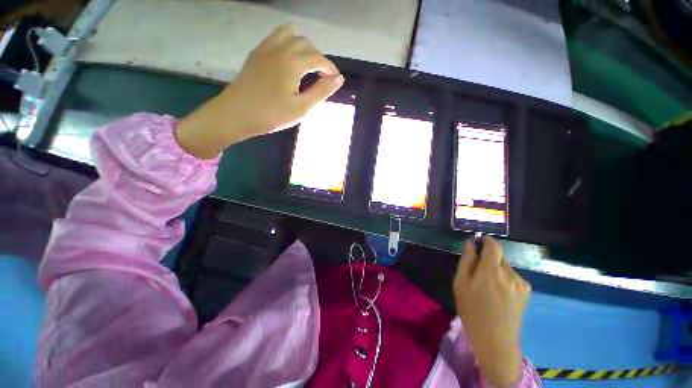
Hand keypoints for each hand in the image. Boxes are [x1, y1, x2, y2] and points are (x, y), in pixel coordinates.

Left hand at [176, 24, 343, 158]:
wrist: (237, 114)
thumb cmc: (272, 115)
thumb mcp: (302, 108)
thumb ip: (322, 91)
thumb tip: (339, 78)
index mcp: (293, 62)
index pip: (319, 59)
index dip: (330, 68)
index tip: (336, 79)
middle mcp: (281, 48)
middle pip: (306, 44)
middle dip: (318, 57)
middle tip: (323, 75)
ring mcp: (266, 48)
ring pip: (290, 35)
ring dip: (303, 46)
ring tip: (307, 63)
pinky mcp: (256, 53)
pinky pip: (275, 37)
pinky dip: (287, 42)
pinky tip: (288, 56)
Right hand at [453, 236, 530, 385]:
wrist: (495, 339)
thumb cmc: (472, 309)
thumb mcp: (461, 283)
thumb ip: (466, 260)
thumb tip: (470, 242)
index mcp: (491, 270)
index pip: (493, 245)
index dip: (486, 240)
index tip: (477, 241)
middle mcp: (509, 273)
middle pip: (499, 255)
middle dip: (488, 257)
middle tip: (478, 270)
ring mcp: (521, 283)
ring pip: (506, 266)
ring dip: (496, 268)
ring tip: (488, 285)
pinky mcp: (526, 291)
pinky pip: (513, 276)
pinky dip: (504, 277)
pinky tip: (499, 292)